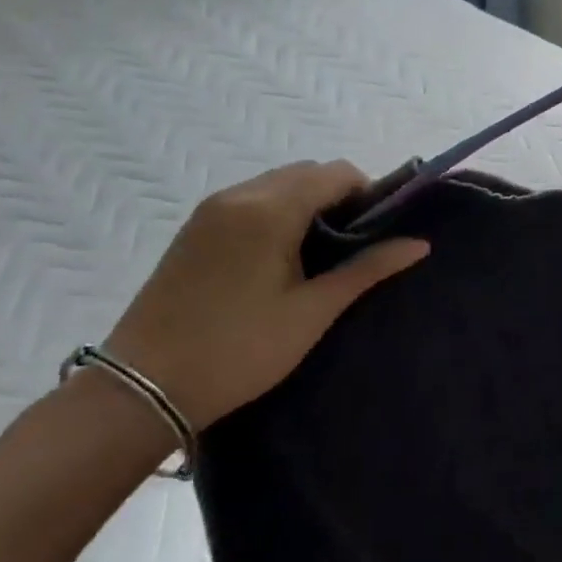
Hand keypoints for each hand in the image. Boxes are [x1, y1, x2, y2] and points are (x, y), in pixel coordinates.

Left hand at [103, 161, 427, 429]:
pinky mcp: (193, 228)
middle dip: (337, 197)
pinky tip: (277, 257)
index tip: (376, 233)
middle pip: (306, 173)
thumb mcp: (312, 312)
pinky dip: (275, 211)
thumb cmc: (239, 350)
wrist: (141, 388)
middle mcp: (240, 195)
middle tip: (350, 246)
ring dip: (305, 203)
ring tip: (315, 255)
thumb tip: (420, 244)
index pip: (336, 173)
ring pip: (276, 183)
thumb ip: (367, 269)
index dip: (367, 193)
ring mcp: (211, 209)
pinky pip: (249, 200)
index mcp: (271, 209)